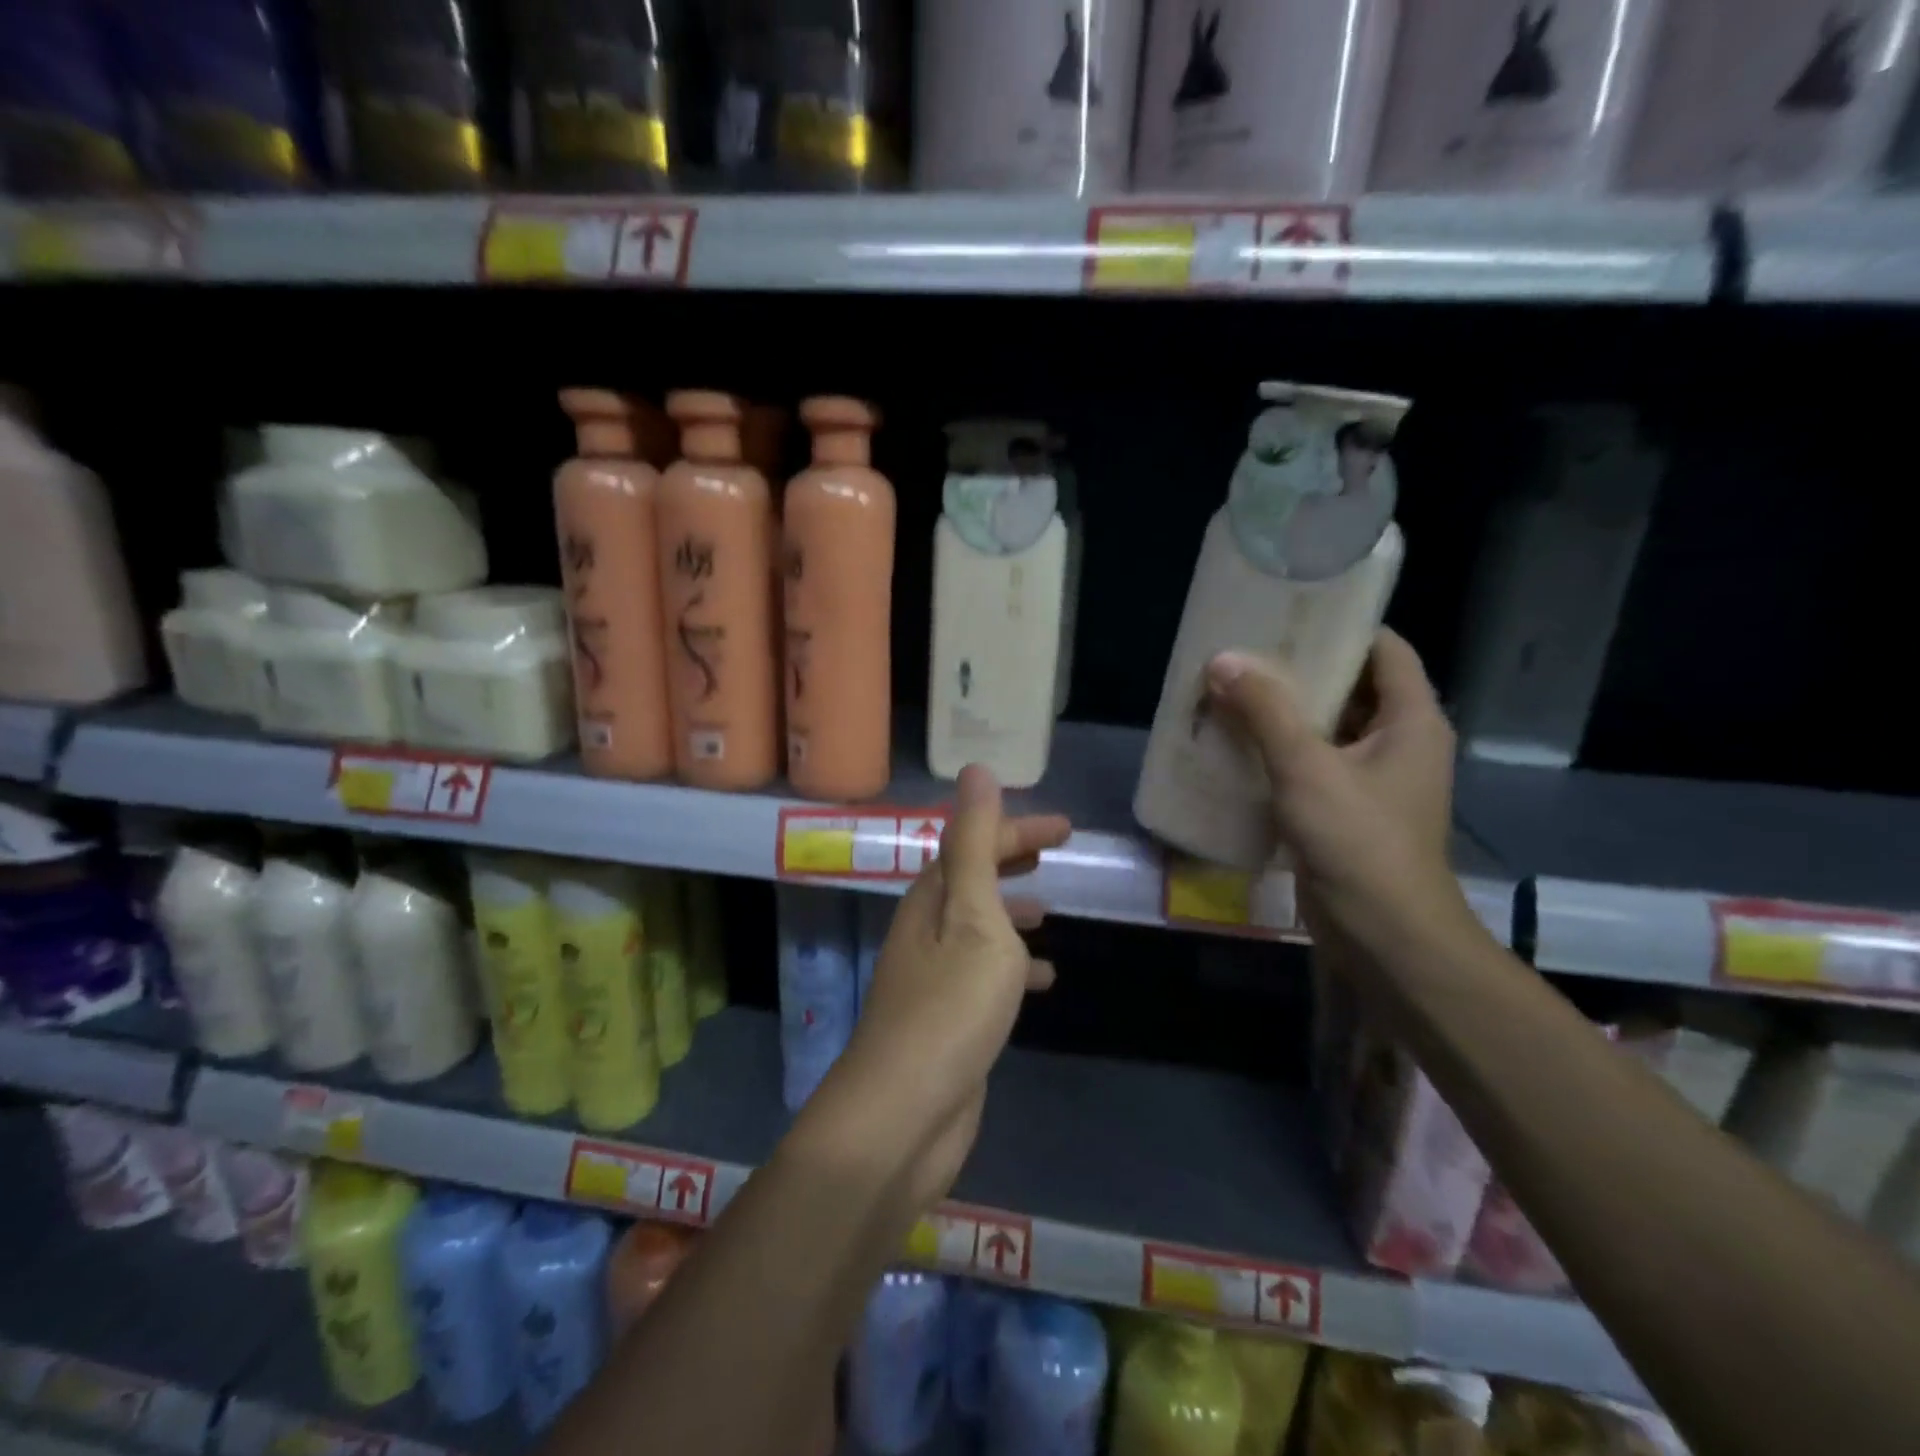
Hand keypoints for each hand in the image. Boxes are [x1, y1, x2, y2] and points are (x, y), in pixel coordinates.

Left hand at [829, 764, 1069, 1209]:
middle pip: (973, 877)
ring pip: (979, 924)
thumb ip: (976, 844)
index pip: (974, 843)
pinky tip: (1044, 980)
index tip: (1066, 827)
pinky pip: (987, 972)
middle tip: (1056, 850)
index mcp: (931, 898)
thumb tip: (976, 770)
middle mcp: (927, 928)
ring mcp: (935, 975)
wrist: (905, 1113)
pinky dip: (1016, 965)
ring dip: (1011, 909)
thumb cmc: (949, 1006)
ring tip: (1049, 909)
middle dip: (1012, 857)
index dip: (1017, 827)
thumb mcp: (973, 915)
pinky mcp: (949, 1016)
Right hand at [1204, 630, 1467, 950]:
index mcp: (1411, 720)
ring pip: (1328, 728)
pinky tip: (1237, 747)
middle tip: (1244, 653)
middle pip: (1351, 687)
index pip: (1384, 649)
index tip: (1288, 612)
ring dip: (1283, 714)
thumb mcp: (1308, 768)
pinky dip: (1280, 752)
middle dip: (1298, 670)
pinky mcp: (1349, 811)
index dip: (1341, 625)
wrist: (1384, 936)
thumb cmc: (1359, 842)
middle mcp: (1400, 742)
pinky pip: (1314, 765)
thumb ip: (1265, 712)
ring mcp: (1374, 780)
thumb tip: (1223, 660)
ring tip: (1231, 693)